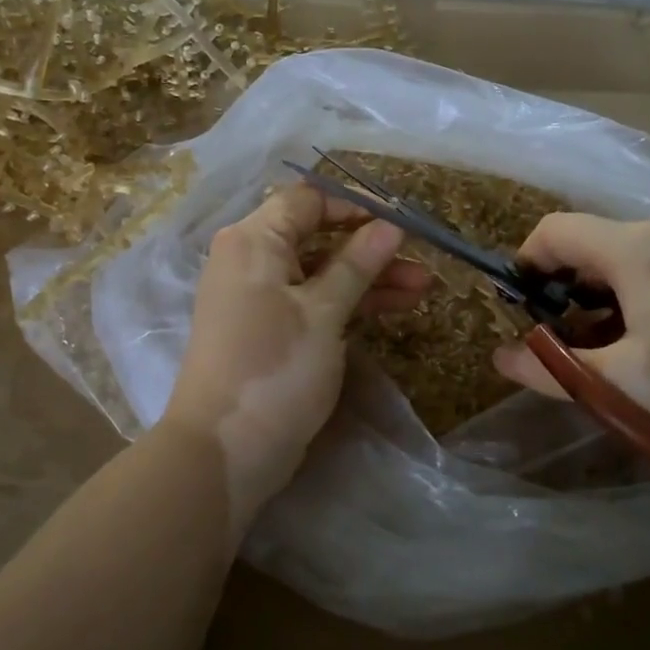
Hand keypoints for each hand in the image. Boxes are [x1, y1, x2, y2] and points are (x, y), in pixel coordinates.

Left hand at [164, 183, 431, 527]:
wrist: (225, 449)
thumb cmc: (274, 369)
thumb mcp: (323, 313)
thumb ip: (357, 264)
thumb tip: (389, 226)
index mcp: (254, 241)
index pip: (308, 200)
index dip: (355, 207)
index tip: (400, 224)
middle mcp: (251, 261)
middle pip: (317, 237)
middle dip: (371, 248)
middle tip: (420, 263)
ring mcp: (258, 298)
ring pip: (320, 273)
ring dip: (369, 278)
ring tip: (423, 289)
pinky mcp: (269, 332)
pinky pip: (312, 302)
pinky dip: (348, 303)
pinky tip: (391, 309)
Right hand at [492, 214, 649, 495]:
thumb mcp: (618, 386)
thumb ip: (550, 368)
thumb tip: (500, 358)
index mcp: (637, 250)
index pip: (556, 230)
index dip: (526, 263)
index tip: (519, 309)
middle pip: (594, 243)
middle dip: (564, 285)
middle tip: (560, 340)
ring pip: (632, 259)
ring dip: (602, 295)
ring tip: (606, 350)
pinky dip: (639, 298)